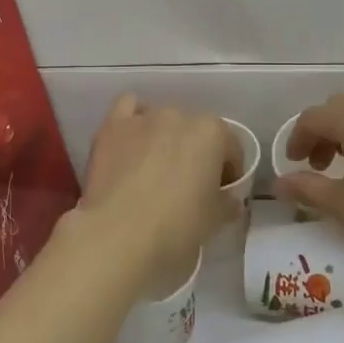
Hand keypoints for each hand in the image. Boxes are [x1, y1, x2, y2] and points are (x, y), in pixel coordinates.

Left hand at [78, 95, 240, 281]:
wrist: (118, 235)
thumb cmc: (176, 226)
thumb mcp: (214, 220)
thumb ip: (226, 203)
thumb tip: (228, 199)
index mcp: (212, 133)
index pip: (231, 149)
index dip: (229, 172)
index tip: (222, 193)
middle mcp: (180, 116)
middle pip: (196, 132)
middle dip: (196, 154)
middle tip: (188, 185)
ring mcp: (144, 117)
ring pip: (163, 119)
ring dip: (165, 137)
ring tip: (157, 166)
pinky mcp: (112, 126)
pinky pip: (127, 107)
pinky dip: (133, 120)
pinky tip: (132, 142)